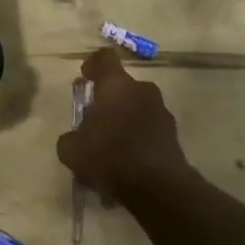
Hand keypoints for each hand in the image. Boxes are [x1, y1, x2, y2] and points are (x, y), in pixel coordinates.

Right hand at [57, 48, 187, 199]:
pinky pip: (150, 132)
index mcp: (116, 84)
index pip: (105, 58)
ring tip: (111, 149)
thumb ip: (70, 138)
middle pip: (123, 87)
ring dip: (125, 122)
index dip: (93, 64)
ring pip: (138, 110)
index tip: (85, 76)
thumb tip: (73, 139)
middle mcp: (142, 91)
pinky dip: (138, 142)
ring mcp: (162, 113)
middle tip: (95, 120)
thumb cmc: (109, 155)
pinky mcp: (174, 137)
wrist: (158, 187)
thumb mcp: (72, 149)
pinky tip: (126, 166)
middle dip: (109, 100)